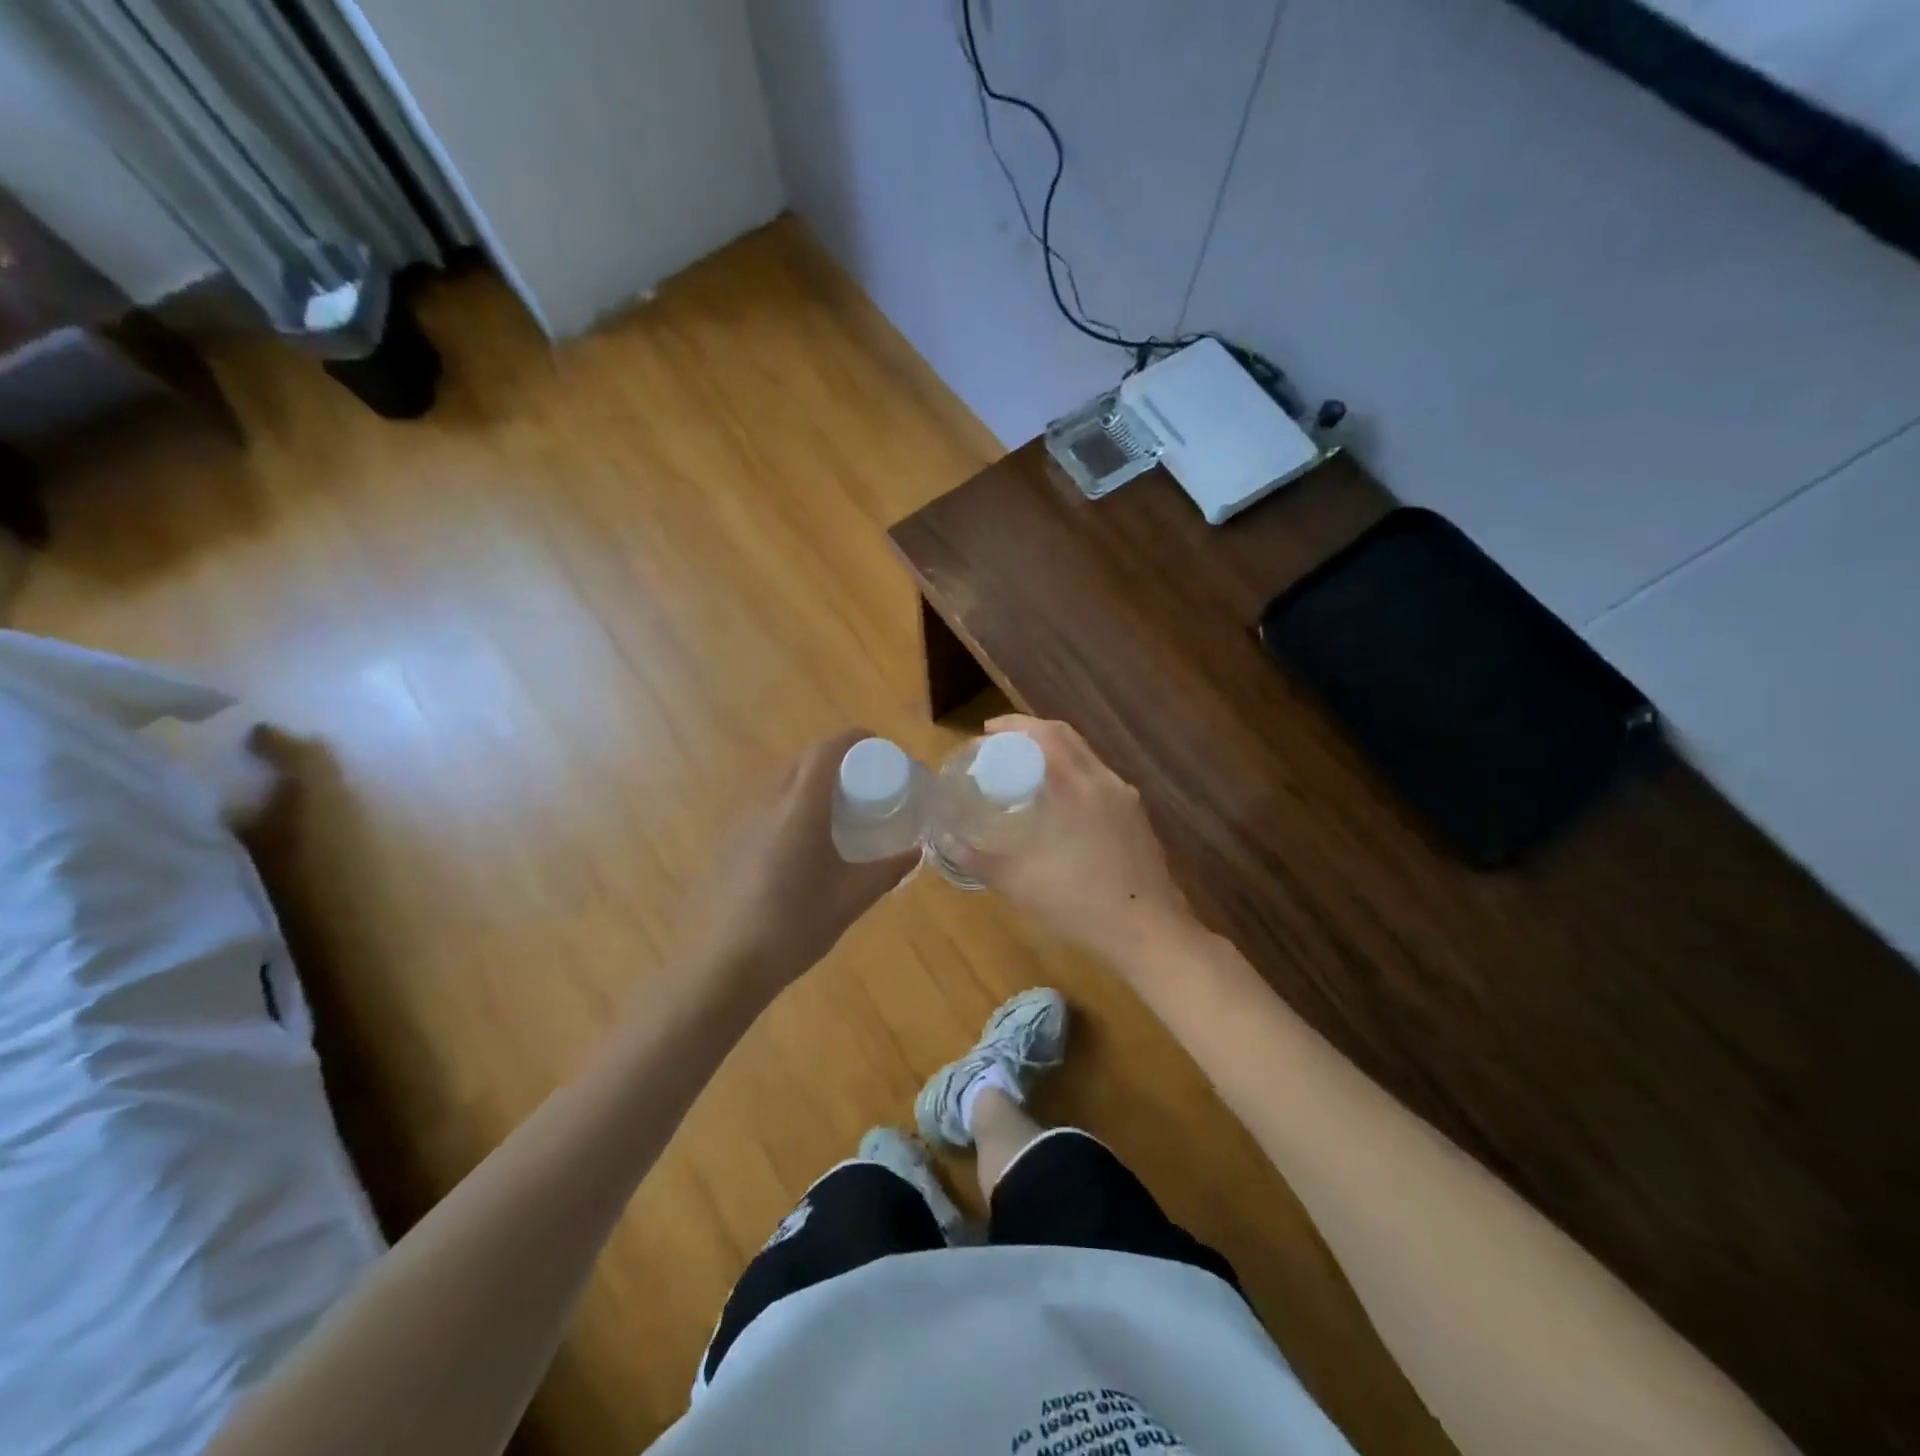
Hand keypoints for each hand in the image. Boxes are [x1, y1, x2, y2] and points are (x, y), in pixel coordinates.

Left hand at [688, 730, 919, 989]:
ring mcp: (745, 826)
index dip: (852, 738)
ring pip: (783, 786)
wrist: (725, 966)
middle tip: (865, 779)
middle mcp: (769, 807)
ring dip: (813, 784)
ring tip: (841, 810)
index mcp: (800, 810)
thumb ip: (887, 871)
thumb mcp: (851, 900)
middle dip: (835, 759)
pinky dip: (795, 808)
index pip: (824, 752)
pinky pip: (770, 811)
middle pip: (803, 763)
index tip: (877, 743)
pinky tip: (808, 845)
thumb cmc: (795, 926)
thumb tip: (916, 851)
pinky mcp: (734, 847)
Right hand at [956, 714, 1187, 958]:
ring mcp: (1126, 798)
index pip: (1045, 734)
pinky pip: (1099, 779)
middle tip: (1002, 746)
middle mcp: (1104, 782)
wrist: (1148, 932)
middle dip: (1032, 733)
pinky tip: (1060, 804)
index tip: (986, 733)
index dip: (1014, 725)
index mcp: (1076, 787)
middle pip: (1067, 737)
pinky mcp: (1137, 817)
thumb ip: (980, 860)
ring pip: (1086, 757)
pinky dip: (1074, 774)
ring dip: (1055, 753)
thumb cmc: (1080, 904)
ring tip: (1027, 771)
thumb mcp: (1019, 883)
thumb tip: (948, 844)